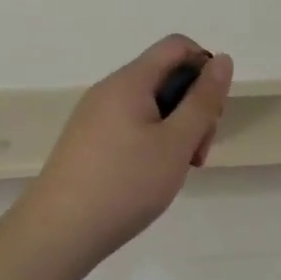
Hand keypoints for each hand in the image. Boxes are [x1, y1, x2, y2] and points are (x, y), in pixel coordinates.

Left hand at [22, 35, 232, 263]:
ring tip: (176, 171)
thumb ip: (203, 100)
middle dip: (193, 107)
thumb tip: (223, 60)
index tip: (212, 111)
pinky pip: (131, 125)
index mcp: (129, 81)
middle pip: (165, 77)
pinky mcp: (88, 141)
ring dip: (175, 129)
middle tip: (197, 153)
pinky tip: (151, 177)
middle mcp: (109, 90)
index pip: (177, 46)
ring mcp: (94, 116)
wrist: (58, 233)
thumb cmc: (124, 184)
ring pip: (150, 105)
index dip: (205, 67)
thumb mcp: (176, 143)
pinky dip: (152, 142)